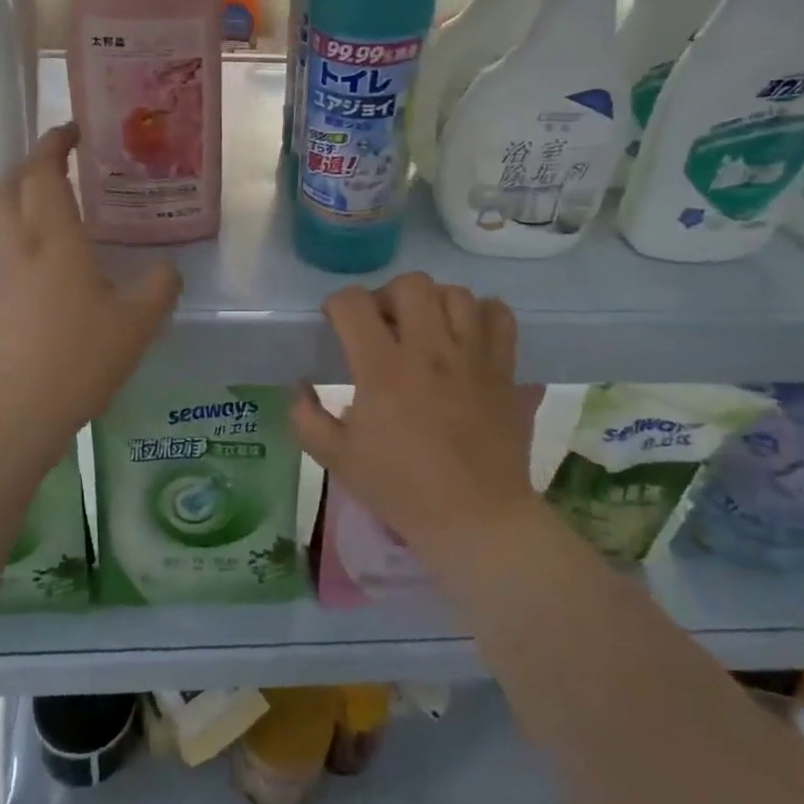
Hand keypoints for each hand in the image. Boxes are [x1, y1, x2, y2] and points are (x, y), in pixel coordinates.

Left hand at [0, 125, 180, 457]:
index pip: (44, 173)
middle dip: (29, 164)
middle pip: (8, 188)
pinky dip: (25, 242)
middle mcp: (18, 251)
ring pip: (2, 223)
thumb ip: (158, 288)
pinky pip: (6, 258)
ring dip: (23, 203)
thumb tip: (166, 269)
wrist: (3, 417)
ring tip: (60, 212)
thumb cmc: (74, 360)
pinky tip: (53, 271)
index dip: (55, 144)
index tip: (72, 129)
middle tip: (58, 161)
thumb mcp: (136, 325)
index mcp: (54, 241)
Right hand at [291, 274, 540, 571]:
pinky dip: (481, 315)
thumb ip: (307, 417)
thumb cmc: (401, 488)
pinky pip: (499, 315)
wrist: (475, 518)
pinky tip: (466, 335)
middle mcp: (430, 349)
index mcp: (383, 368)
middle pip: (410, 285)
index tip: (336, 322)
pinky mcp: (504, 368)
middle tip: (382, 326)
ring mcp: (473, 355)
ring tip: (425, 329)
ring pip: (456, 293)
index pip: (353, 303)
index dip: (337, 304)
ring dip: (433, 303)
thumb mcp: (337, 458)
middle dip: (387, 297)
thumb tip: (299, 384)